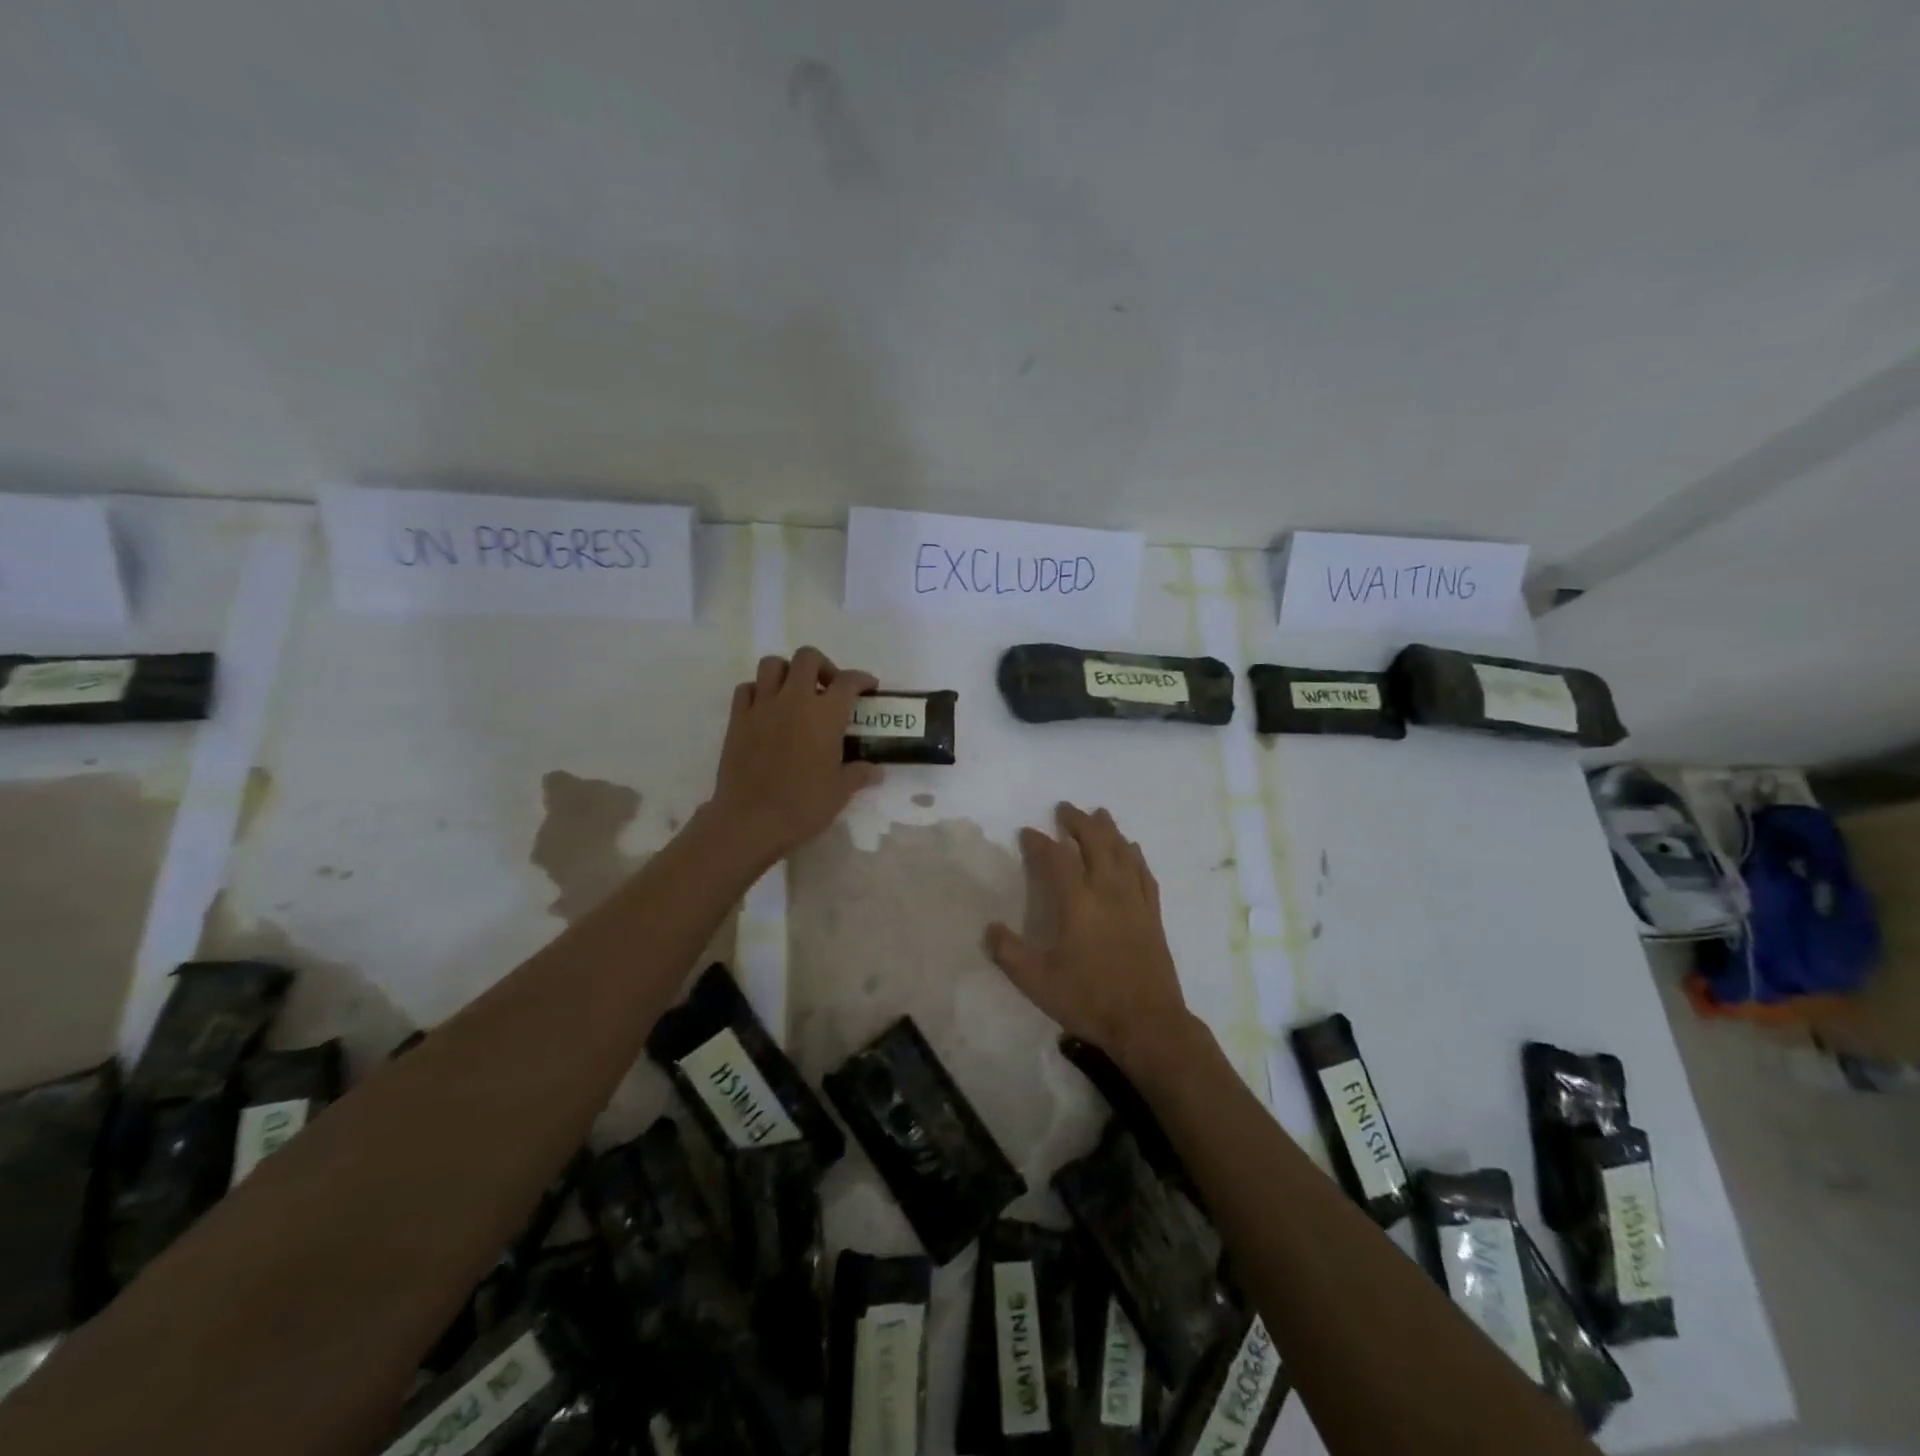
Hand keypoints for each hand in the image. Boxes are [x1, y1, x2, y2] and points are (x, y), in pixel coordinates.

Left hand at [708, 647, 881, 861]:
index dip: (861, 679)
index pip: (848, 681)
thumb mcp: (840, 792)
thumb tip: (875, 770)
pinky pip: (747, 688)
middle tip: (829, 688)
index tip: (868, 687)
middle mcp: (794, 700)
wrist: (750, 821)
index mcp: (825, 715)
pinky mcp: (737, 719)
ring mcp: (762, 707)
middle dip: (823, 666)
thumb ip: (859, 774)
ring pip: (773, 664)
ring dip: (788, 672)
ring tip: (795, 694)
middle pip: (808, 658)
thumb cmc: (802, 806)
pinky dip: (759, 691)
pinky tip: (767, 709)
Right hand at [986, 803, 1196, 1075]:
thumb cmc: (1088, 999)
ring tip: (1099, 814)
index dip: (1040, 841)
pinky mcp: (1153, 915)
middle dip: (1079, 822)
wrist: (1147, 1023)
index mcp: (1077, 903)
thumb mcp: (1036, 982)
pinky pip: (1144, 873)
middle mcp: (1107, 891)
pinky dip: (1135, 855)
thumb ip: (1009, 952)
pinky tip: (1132, 849)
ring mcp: (1134, 901)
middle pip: (1095, 842)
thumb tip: (990, 929)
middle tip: (1065, 809)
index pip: (1057, 858)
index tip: (1028, 832)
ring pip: (1122, 852)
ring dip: (1109, 829)